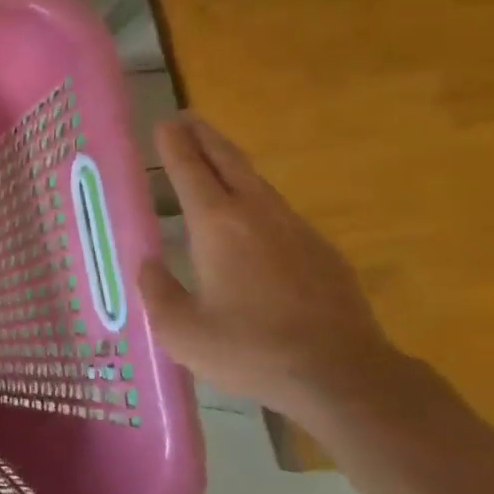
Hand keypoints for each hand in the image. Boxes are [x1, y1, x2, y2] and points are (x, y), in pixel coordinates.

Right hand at [140, 115, 407, 420]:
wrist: (344, 376)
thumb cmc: (251, 349)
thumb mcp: (181, 331)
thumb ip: (157, 291)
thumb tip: (150, 264)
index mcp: (215, 223)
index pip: (188, 169)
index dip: (173, 144)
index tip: (163, 122)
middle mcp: (255, 212)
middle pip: (227, 160)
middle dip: (204, 136)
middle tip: (187, 118)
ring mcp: (295, 228)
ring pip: (257, 182)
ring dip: (231, 163)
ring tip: (215, 158)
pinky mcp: (321, 250)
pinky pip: (279, 210)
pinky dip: (257, 198)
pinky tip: (254, 218)